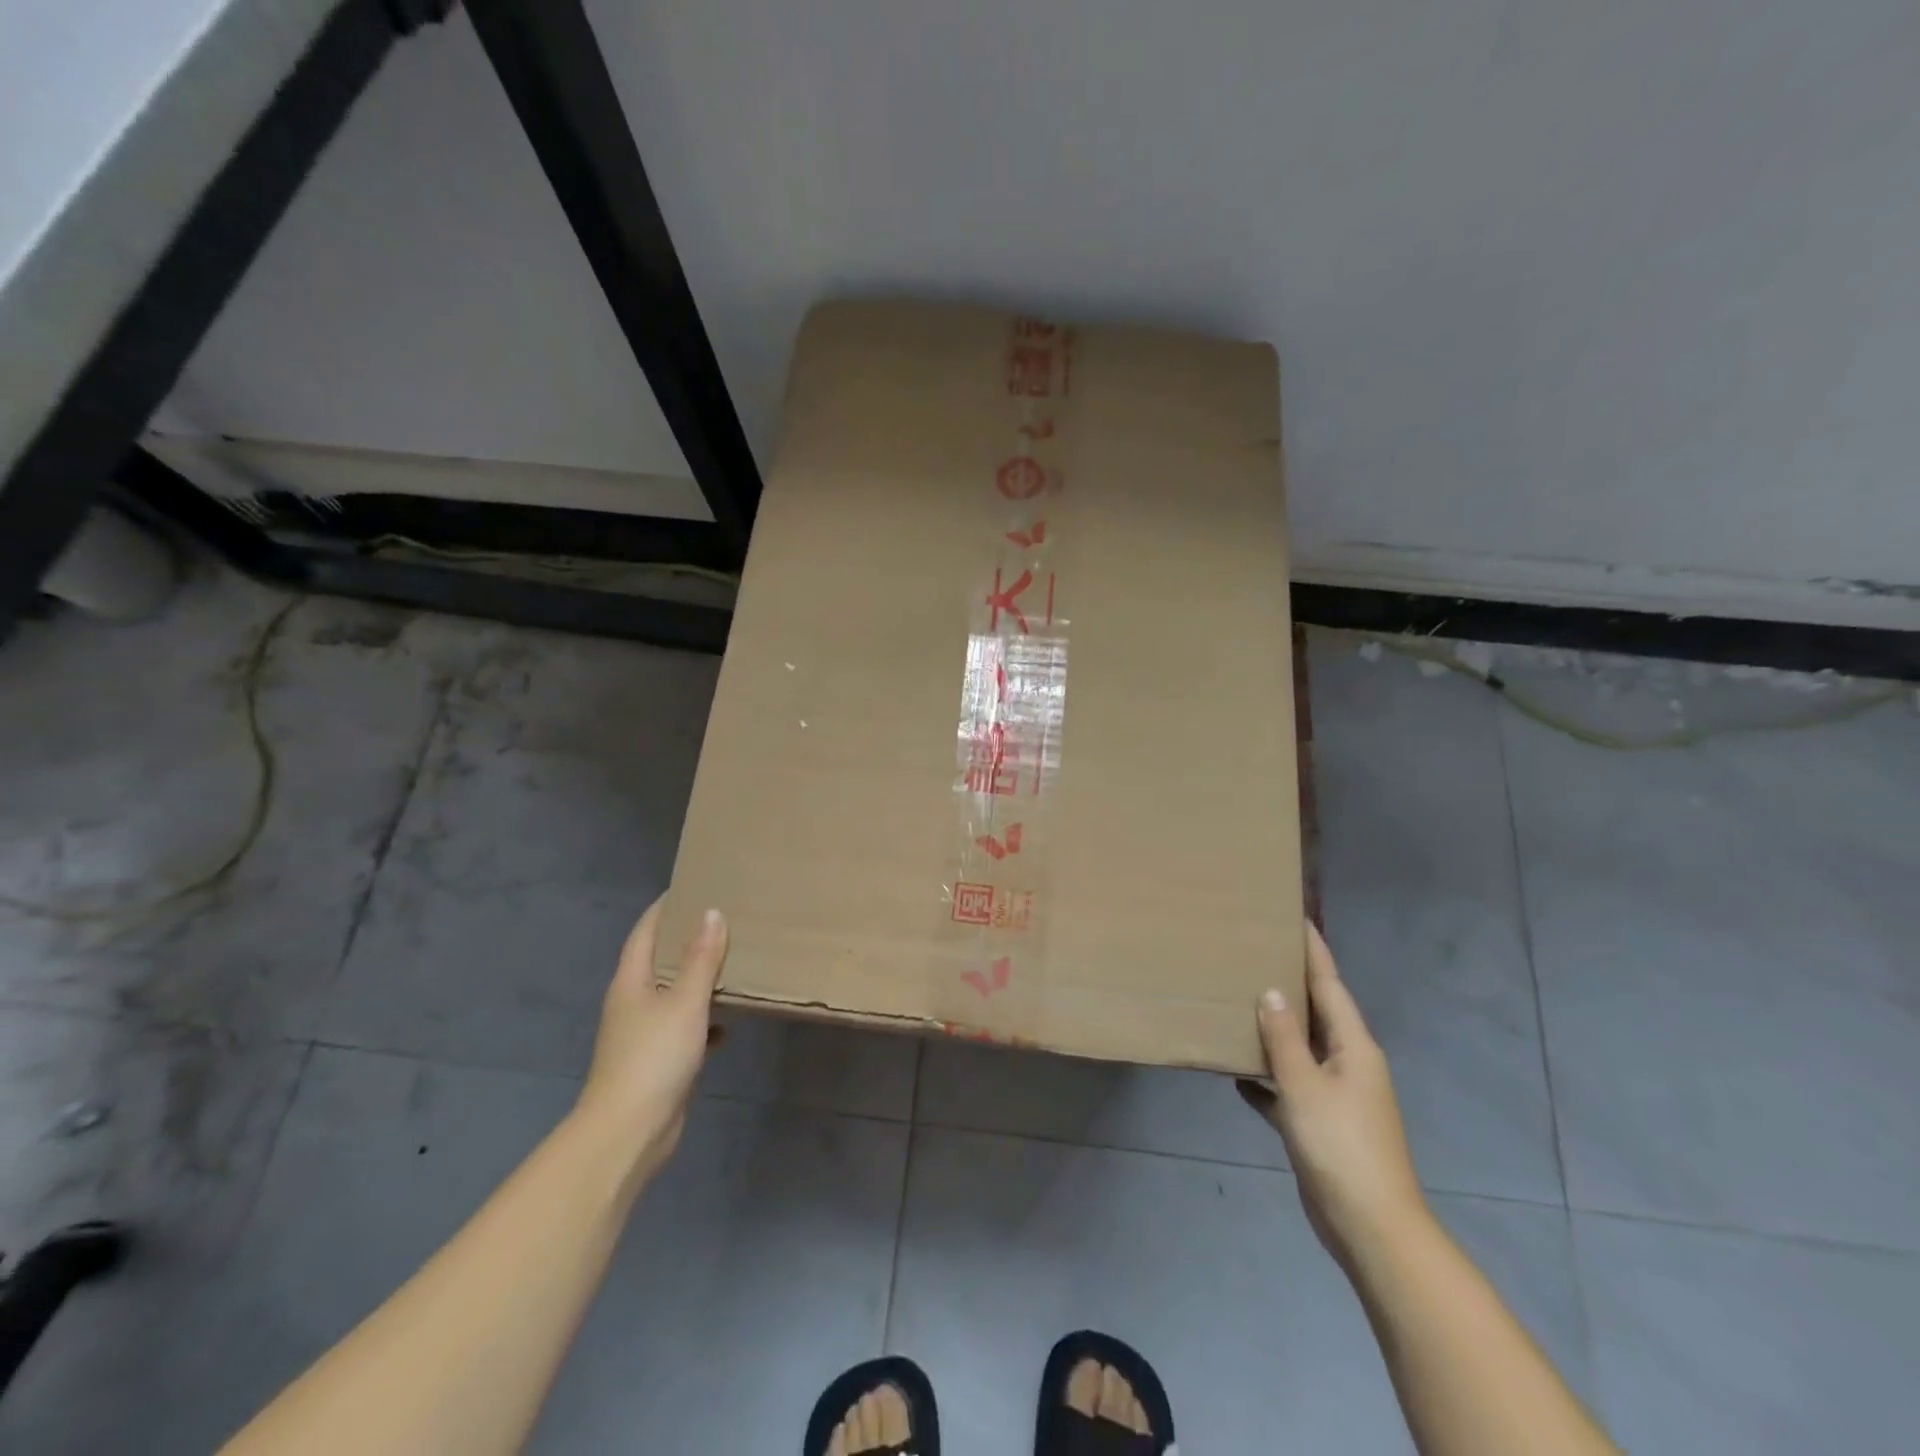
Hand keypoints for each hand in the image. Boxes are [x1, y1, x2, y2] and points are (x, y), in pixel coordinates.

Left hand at [572, 900, 728, 1181]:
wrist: (629, 1131)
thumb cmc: (654, 1056)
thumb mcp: (685, 1001)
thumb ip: (701, 959)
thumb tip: (712, 912)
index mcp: (631, 981)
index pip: (645, 931)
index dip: (665, 907)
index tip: (691, 885)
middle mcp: (633, 1002)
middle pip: (659, 960)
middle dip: (686, 939)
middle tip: (722, 917)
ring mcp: (643, 1033)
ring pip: (673, 995)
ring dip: (698, 979)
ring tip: (732, 960)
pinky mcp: (658, 1061)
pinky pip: (685, 1028)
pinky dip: (705, 1020)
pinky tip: (730, 1021)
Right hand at [1237, 923, 1427, 1273]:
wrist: (1369, 1227)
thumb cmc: (1340, 1146)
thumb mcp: (1305, 1086)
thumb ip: (1284, 1037)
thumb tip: (1270, 991)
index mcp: (1354, 1047)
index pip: (1330, 985)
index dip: (1313, 951)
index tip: (1294, 917)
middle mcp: (1349, 1064)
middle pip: (1316, 1013)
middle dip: (1289, 984)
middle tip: (1255, 952)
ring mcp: (1336, 1096)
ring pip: (1300, 1050)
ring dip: (1274, 1030)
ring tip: (1239, 1001)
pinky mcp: (1320, 1124)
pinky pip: (1288, 1088)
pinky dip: (1266, 1079)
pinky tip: (1236, 1073)